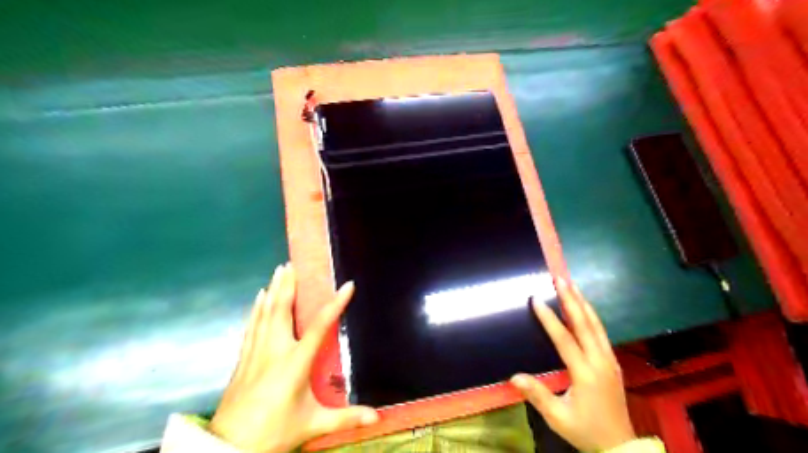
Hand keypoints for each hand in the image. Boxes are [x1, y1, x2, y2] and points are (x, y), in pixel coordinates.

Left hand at [207, 264, 379, 450]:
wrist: (229, 448)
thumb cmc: (274, 432)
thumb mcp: (312, 424)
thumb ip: (345, 418)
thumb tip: (375, 417)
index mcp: (295, 362)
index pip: (320, 326)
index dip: (336, 304)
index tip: (347, 285)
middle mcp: (275, 350)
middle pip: (282, 309)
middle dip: (289, 285)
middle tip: (293, 263)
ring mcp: (256, 352)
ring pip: (265, 313)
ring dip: (274, 289)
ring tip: (279, 270)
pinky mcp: (244, 358)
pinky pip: (252, 325)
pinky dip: (257, 308)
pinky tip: (259, 296)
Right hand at [511, 277, 636, 450]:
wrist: (619, 445)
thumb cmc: (585, 430)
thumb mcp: (558, 417)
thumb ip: (537, 395)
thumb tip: (514, 377)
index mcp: (585, 373)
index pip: (565, 339)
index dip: (549, 319)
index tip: (536, 299)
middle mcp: (600, 361)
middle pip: (585, 324)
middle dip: (571, 300)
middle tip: (561, 279)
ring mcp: (609, 360)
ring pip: (597, 325)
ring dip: (583, 304)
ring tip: (572, 286)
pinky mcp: (612, 362)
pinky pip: (601, 332)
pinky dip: (591, 316)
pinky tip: (584, 308)